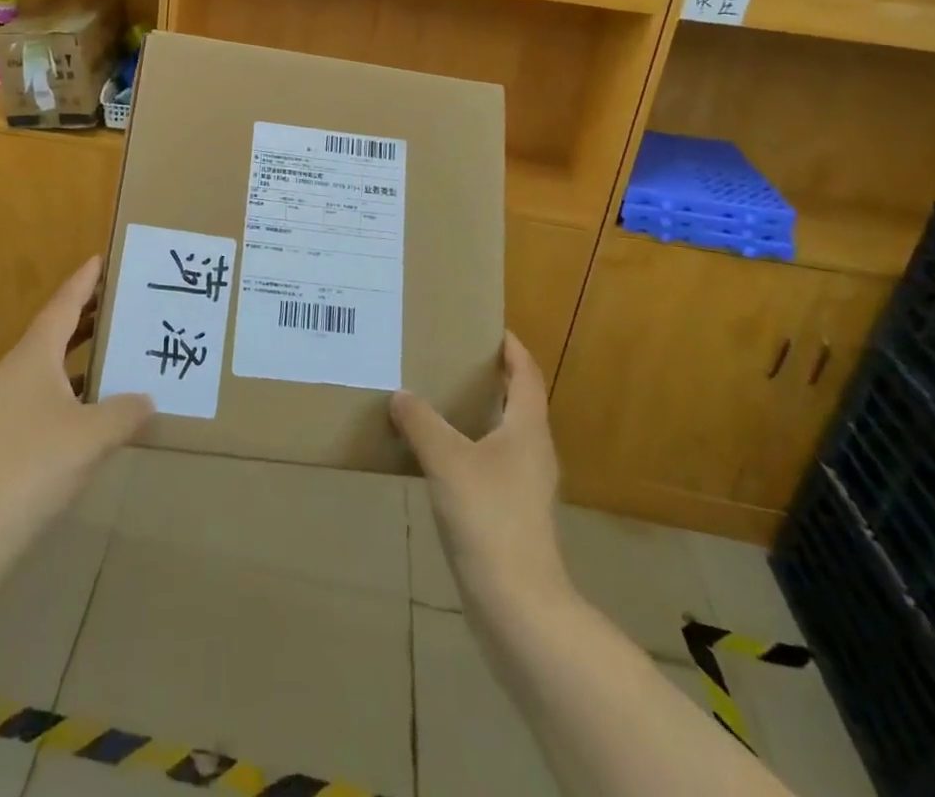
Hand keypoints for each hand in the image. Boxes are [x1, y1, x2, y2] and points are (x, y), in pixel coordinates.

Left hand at [0, 257, 153, 545]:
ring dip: (79, 347)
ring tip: (113, 340)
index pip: (63, 305)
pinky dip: (72, 380)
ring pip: (49, 360)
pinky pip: (46, 388)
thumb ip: (126, 411)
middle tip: (119, 296)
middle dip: (85, 311)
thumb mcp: (94, 435)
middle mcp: (18, 370)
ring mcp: (8, 401)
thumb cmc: (35, 465)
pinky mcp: (8, 431)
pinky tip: (94, 399)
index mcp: (34, 356)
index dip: (83, 281)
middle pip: (54, 328)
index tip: (100, 258)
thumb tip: (148, 399)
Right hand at [390, 332, 568, 602]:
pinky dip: (468, 449)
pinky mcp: (512, 515)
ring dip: (477, 415)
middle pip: (517, 403)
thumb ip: (421, 422)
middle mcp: (533, 452)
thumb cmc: (489, 517)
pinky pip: (490, 465)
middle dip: (490, 378)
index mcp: (527, 429)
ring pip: (503, 436)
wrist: (518, 605)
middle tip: (451, 358)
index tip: (490, 328)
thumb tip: (401, 395)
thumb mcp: (446, 459)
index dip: (513, 349)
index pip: (526, 375)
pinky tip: (438, 456)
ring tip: (437, 400)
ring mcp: (525, 487)